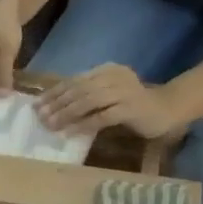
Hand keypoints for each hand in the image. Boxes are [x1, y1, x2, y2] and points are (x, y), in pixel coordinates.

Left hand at [35, 63, 172, 138]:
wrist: (166, 110)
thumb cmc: (132, 105)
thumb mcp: (107, 95)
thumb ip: (87, 96)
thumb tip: (54, 107)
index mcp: (107, 70)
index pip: (75, 79)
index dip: (54, 92)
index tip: (37, 105)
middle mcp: (114, 77)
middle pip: (79, 89)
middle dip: (57, 104)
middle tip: (40, 117)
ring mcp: (124, 92)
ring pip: (89, 101)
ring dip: (67, 114)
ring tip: (51, 126)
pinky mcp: (131, 108)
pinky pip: (102, 117)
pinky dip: (84, 125)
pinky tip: (70, 133)